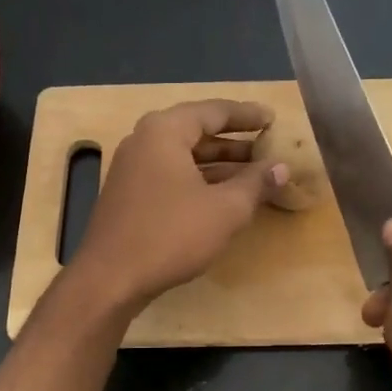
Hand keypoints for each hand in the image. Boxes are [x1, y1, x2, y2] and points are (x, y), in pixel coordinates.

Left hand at [68, 99, 287, 312]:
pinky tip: (223, 196)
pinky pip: (171, 174)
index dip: (247, 115)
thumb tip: (281, 167)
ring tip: (254, 173)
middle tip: (267, 147)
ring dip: (219, 163)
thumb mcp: (225, 210)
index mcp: (164, 131)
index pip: (213, 111)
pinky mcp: (129, 194)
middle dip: (234, 141)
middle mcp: (144, 141)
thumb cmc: (170, 235)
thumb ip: (255, 184)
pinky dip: (199, 179)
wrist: (110, 279)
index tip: (273, 119)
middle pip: (196, 131)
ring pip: (184, 156)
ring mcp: (133, 168)